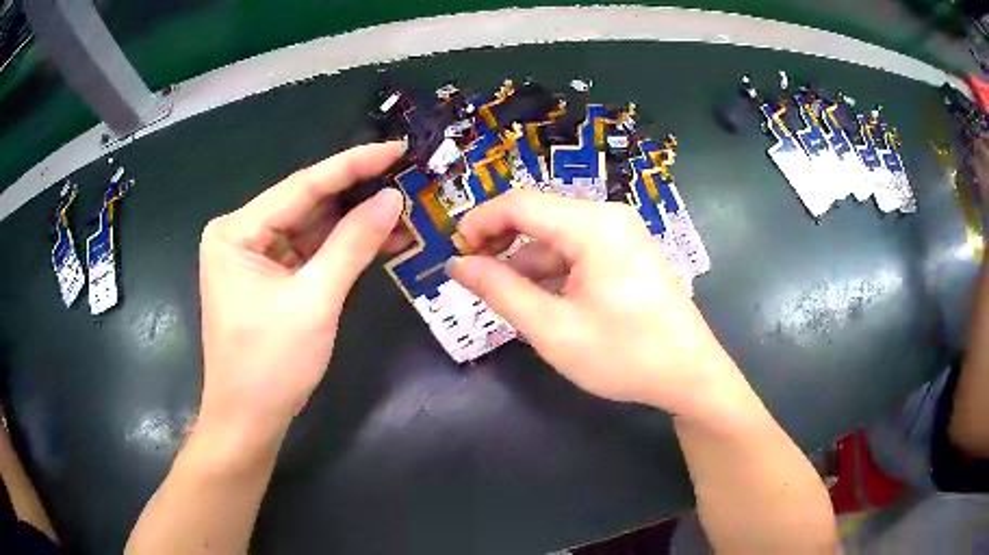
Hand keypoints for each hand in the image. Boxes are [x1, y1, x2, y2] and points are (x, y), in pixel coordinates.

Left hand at [197, 142, 405, 443]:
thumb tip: (391, 199)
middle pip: (306, 204)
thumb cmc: (270, 365)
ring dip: (354, 223)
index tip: (396, 148)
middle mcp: (241, 234)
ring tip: (402, 209)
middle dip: (356, 195)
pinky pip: (309, 252)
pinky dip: (341, 249)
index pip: (302, 186)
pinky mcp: (268, 277)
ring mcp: (254, 256)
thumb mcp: (314, 301)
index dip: (352, 165)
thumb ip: (352, 244)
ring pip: (311, 228)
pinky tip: (378, 239)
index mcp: (236, 231)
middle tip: (405, 177)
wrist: (248, 420)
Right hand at [449, 189, 738, 417]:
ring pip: (558, 236)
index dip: (479, 222)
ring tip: (505, 296)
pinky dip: (553, 269)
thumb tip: (458, 265)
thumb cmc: (624, 355)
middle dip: (501, 242)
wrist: (690, 375)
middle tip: (473, 275)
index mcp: (592, 226)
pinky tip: (542, 298)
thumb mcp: (553, 329)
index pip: (520, 203)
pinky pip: (579, 250)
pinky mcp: (629, 253)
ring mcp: (623, 234)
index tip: (455, 252)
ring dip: (527, 261)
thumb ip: (501, 291)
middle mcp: (608, 217)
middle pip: (539, 216)